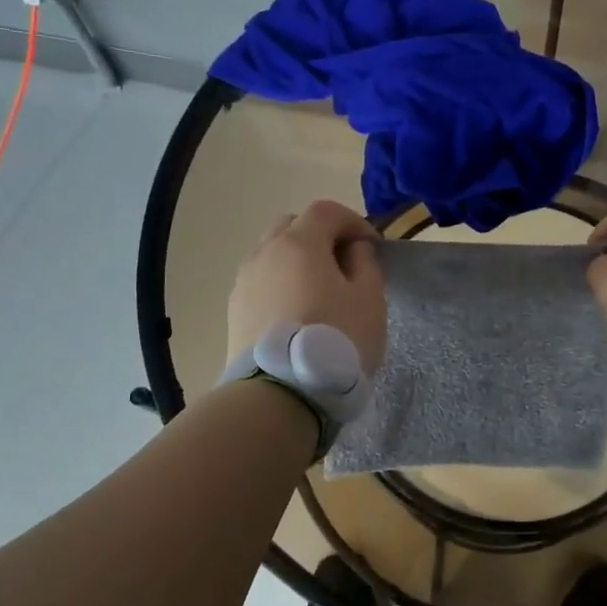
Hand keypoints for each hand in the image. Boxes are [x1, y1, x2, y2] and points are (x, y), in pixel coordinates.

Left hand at [228, 201, 385, 372]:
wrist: (279, 394)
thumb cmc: (335, 339)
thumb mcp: (369, 299)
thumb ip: (365, 263)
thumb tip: (352, 249)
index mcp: (300, 242)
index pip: (327, 211)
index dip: (354, 221)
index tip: (372, 247)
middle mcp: (265, 252)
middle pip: (293, 226)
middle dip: (321, 236)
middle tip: (344, 264)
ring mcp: (244, 282)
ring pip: (273, 254)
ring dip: (297, 261)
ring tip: (319, 292)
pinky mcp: (233, 311)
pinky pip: (261, 282)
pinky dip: (281, 284)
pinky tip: (297, 314)